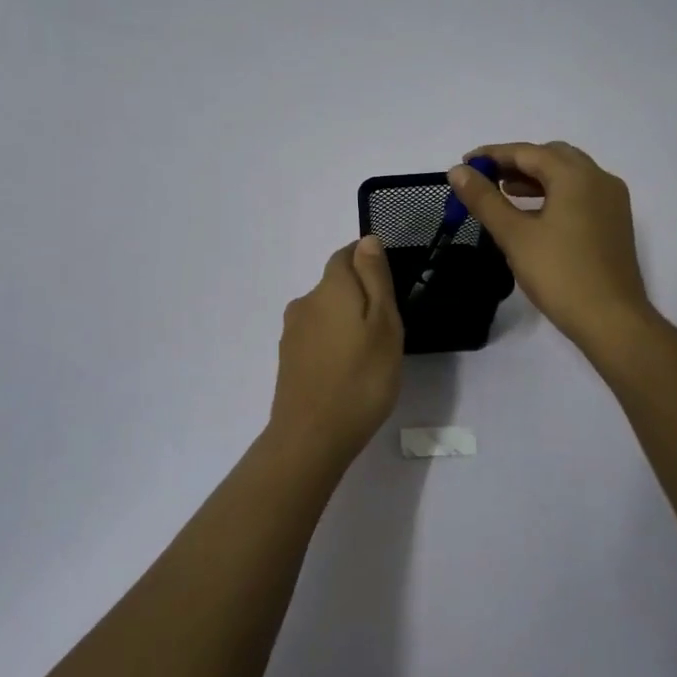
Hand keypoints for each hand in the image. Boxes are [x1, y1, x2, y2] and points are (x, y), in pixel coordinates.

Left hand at [267, 237, 403, 462]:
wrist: (311, 437)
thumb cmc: (361, 379)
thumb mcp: (384, 324)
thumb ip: (375, 278)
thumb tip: (367, 240)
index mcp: (330, 288)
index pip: (345, 255)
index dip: (367, 261)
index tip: (389, 285)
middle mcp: (305, 302)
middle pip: (335, 284)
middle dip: (359, 295)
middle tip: (387, 328)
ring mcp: (292, 332)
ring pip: (325, 312)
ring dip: (345, 321)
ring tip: (369, 353)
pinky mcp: (287, 359)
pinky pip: (315, 337)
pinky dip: (332, 343)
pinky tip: (347, 369)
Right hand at [446, 141, 653, 349]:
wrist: (612, 319)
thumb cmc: (559, 274)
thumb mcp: (514, 235)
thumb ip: (484, 199)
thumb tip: (458, 171)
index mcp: (576, 176)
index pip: (528, 152)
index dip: (493, 155)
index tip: (465, 164)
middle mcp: (599, 179)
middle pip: (552, 157)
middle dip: (517, 162)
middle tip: (486, 179)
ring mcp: (612, 201)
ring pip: (569, 176)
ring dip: (536, 178)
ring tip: (504, 193)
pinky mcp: (615, 223)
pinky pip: (580, 194)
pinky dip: (554, 194)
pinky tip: (534, 216)